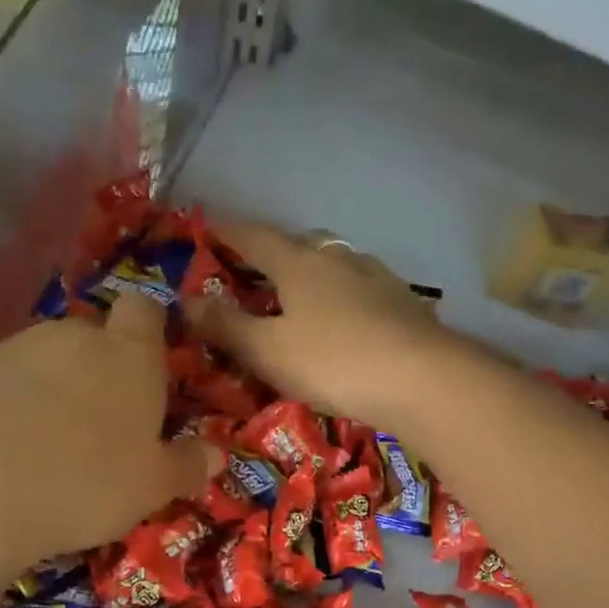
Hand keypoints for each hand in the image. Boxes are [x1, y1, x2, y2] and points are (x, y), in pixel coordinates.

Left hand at [0, 291, 218, 607]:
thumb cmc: (85, 482)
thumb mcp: (152, 487)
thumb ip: (186, 466)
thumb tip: (217, 455)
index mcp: (129, 355)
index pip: (146, 312)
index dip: (151, 331)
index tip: (153, 369)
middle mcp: (72, 337)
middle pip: (95, 338)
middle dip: (103, 371)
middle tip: (106, 427)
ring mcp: (12, 349)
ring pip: (47, 362)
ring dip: (56, 392)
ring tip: (53, 448)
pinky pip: (4, 383)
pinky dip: (12, 407)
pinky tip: (7, 453)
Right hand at [194, 221, 461, 429]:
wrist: (423, 381)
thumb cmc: (334, 363)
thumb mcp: (269, 351)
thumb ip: (227, 326)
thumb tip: (185, 301)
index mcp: (299, 263)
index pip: (253, 237)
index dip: (226, 232)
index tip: (206, 226)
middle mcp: (339, 259)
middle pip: (299, 244)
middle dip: (274, 253)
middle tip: (256, 272)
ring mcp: (377, 278)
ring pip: (336, 265)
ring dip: (314, 275)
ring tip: (302, 299)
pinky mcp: (405, 304)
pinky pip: (362, 291)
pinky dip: (344, 299)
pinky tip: (347, 322)